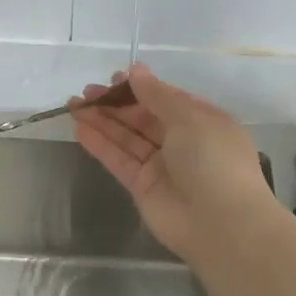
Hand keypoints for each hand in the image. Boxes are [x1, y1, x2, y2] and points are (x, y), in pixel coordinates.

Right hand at [71, 64, 276, 262]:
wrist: (221, 224)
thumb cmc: (213, 161)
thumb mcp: (189, 118)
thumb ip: (157, 95)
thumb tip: (136, 70)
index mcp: (202, 121)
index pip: (167, 99)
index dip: (140, 88)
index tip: (113, 78)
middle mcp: (182, 142)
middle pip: (143, 117)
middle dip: (116, 103)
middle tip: (86, 92)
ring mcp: (162, 166)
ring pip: (127, 137)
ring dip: (102, 121)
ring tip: (74, 105)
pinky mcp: (143, 187)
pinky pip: (119, 160)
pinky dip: (101, 144)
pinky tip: (80, 128)